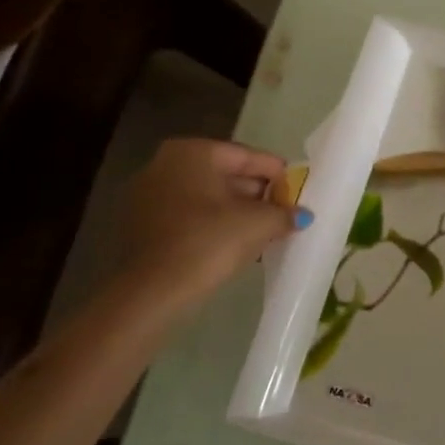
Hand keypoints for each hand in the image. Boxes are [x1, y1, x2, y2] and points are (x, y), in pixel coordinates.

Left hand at [115, 139, 307, 311]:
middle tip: (284, 215)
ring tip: (265, 233)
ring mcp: (149, 193)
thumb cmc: (207, 242)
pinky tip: (235, 244)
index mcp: (194, 152)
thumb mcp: (258, 224)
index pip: (249, 157)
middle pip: (227, 175)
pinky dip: (213, 224)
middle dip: (258, 195)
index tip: (298, 194)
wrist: (150, 291)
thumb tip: (302, 214)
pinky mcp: (142, 223)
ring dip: (237, 212)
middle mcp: (166, 163)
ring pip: (208, 197)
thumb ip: (284, 213)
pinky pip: (189, 215)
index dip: (279, 176)